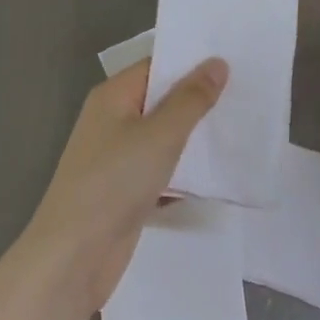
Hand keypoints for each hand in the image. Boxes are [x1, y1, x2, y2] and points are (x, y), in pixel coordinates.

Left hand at [14, 57, 227, 319]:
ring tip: (241, 128)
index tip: (234, 61)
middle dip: (199, 99)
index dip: (192, 62)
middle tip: (247, 94)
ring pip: (164, 137)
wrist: (73, 258)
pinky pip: (161, 169)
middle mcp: (112, 120)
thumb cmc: (114, 183)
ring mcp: (117, 158)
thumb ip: (191, 99)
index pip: (157, 66)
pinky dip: (184, 170)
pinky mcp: (125, 191)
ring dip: (195, 136)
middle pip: (161, 100)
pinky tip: (218, 174)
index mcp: (113, 96)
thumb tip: (217, 63)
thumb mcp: (159, 135)